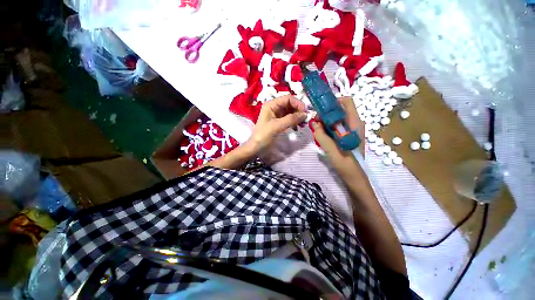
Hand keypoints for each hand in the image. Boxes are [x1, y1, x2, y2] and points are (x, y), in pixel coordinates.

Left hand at [247, 95, 306, 153]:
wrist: (256, 148)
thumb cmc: (263, 136)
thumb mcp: (277, 126)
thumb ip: (291, 119)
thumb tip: (305, 114)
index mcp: (271, 105)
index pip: (288, 98)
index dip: (298, 103)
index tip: (305, 113)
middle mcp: (274, 107)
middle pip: (290, 104)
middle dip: (299, 111)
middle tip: (305, 120)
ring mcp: (277, 115)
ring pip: (291, 112)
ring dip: (298, 117)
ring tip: (302, 125)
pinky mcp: (279, 122)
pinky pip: (289, 119)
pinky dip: (294, 122)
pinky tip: (296, 128)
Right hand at [311, 97, 365, 178]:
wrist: (354, 176)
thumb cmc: (345, 163)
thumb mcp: (331, 149)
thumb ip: (321, 135)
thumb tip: (314, 122)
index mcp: (355, 123)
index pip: (347, 102)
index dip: (333, 102)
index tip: (321, 111)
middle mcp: (355, 123)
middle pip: (340, 109)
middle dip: (326, 113)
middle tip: (316, 123)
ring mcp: (352, 129)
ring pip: (338, 118)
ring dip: (326, 121)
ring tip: (318, 130)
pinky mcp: (348, 135)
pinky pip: (337, 126)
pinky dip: (329, 128)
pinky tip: (323, 136)